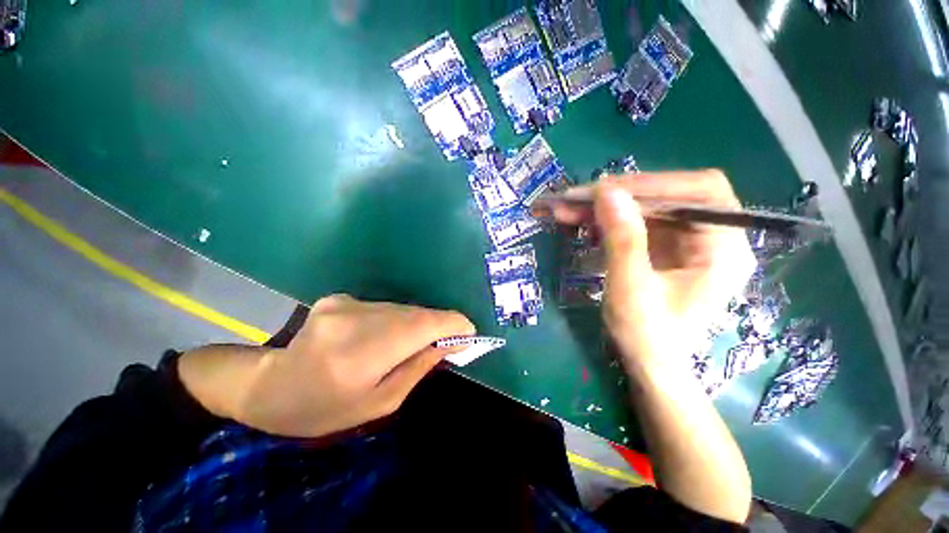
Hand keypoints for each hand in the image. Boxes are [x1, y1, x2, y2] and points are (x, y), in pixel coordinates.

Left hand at [181, 295, 473, 437]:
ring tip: (412, 345)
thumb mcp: (379, 403)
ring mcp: (345, 304)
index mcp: (361, 355)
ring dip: (416, 323)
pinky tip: (383, 337)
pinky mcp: (340, 298)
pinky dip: (396, 320)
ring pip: (402, 308)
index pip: (421, 326)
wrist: (269, 386)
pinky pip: (384, 307)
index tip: (469, 331)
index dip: (452, 324)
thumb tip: (449, 344)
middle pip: (415, 313)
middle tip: (449, 341)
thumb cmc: (324, 409)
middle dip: (438, 325)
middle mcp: (354, 320)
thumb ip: (418, 368)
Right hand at [552, 171, 755, 366]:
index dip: (651, 184)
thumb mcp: (631, 288)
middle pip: (666, 198)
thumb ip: (622, 239)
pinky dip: (606, 221)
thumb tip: (606, 191)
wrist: (650, 367)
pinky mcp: (664, 249)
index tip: (604, 189)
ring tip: (566, 210)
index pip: (699, 192)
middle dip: (617, 197)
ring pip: (645, 209)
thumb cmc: (649, 337)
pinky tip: (581, 224)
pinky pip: (635, 224)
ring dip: (604, 208)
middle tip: (573, 199)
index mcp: (723, 249)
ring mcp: (685, 243)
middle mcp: (711, 238)